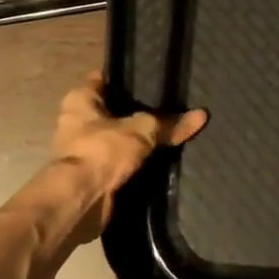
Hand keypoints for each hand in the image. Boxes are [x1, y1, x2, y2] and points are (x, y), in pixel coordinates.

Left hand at [49, 72, 205, 232]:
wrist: (80, 202)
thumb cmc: (102, 151)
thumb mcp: (142, 131)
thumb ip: (169, 123)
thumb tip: (202, 115)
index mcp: (80, 99)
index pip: (107, 78)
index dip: (130, 76)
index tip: (155, 77)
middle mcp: (77, 120)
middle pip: (114, 109)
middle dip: (139, 111)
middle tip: (171, 106)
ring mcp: (84, 149)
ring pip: (118, 137)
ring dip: (137, 140)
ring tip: (170, 132)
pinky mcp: (92, 174)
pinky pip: (119, 162)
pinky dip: (135, 163)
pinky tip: (160, 160)